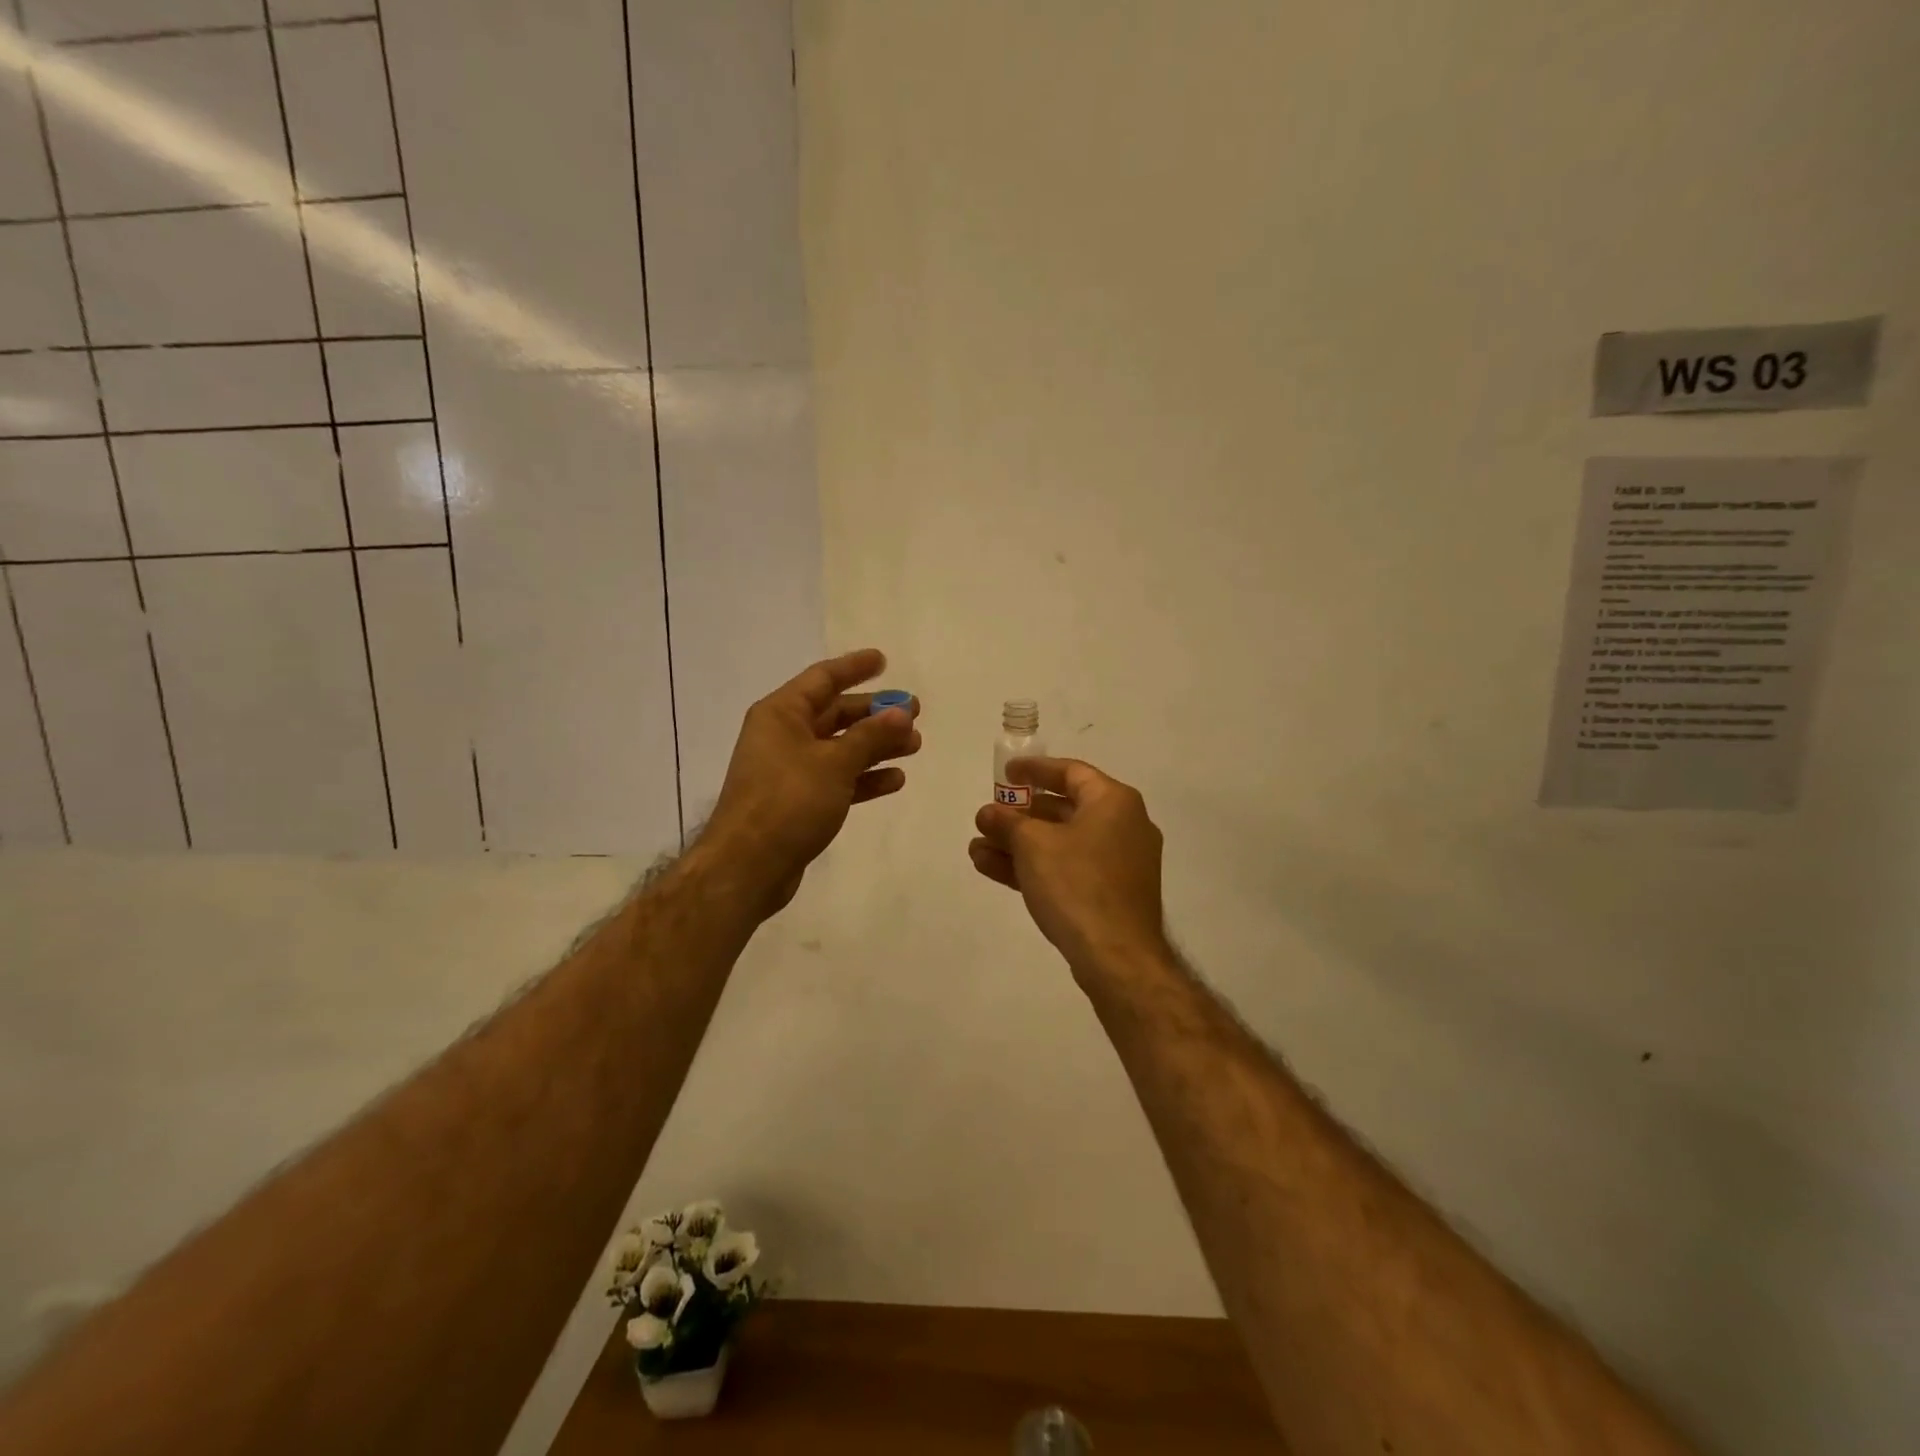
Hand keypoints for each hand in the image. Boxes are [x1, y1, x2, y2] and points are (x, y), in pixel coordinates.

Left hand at [706, 648, 920, 915]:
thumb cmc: (788, 801)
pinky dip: (864, 777)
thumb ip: (871, 735)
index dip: (854, 668)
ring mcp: (790, 770)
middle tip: (915, 711)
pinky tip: (894, 779)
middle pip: (835, 714)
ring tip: (915, 745)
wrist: (748, 866)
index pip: (822, 678)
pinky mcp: (799, 801)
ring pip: (841, 748)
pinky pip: (837, 778)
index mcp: (781, 714)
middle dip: (875, 713)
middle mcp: (783, 735)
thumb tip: (902, 711)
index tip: (884, 660)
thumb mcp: (834, 763)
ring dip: (876, 745)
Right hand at [968, 757, 1167, 973]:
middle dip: (1019, 816)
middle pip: (1063, 810)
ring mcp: (1119, 863)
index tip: (1006, 773)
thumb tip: (989, 813)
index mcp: (1114, 802)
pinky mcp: (1110, 894)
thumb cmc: (1077, 884)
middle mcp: (1123, 826)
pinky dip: (1036, 866)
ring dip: (1018, 845)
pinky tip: (993, 870)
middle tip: (988, 818)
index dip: (1035, 770)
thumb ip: (1007, 823)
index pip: (1071, 772)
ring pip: (1061, 844)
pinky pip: (1068, 869)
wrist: (1117, 956)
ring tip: (977, 849)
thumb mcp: (1033, 845)